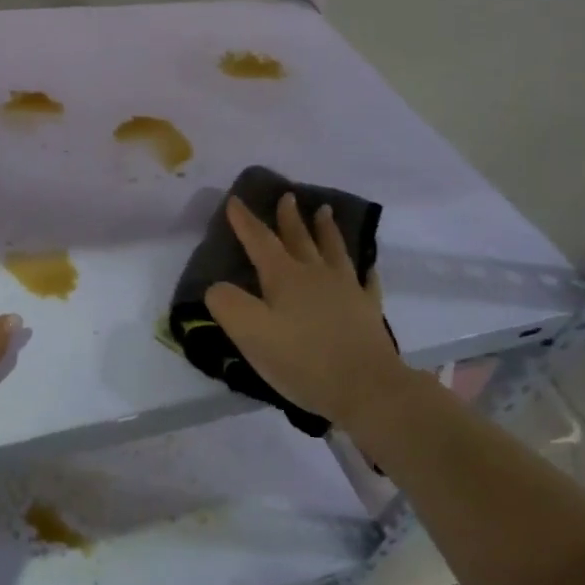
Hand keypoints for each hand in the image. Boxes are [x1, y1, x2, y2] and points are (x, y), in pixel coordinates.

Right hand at [205, 194, 407, 431]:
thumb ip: (227, 305)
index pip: (260, 241)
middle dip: (289, 218)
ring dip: (326, 230)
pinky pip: (367, 281)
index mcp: (284, 277)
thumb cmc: (302, 361)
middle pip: (299, 238)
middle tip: (287, 196)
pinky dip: (364, 269)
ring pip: (334, 250)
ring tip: (325, 211)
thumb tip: (216, 287)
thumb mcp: (250, 334)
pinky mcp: (368, 310)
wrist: (367, 388)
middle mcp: (316, 274)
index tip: (235, 200)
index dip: (245, 221)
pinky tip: (366, 266)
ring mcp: (347, 290)